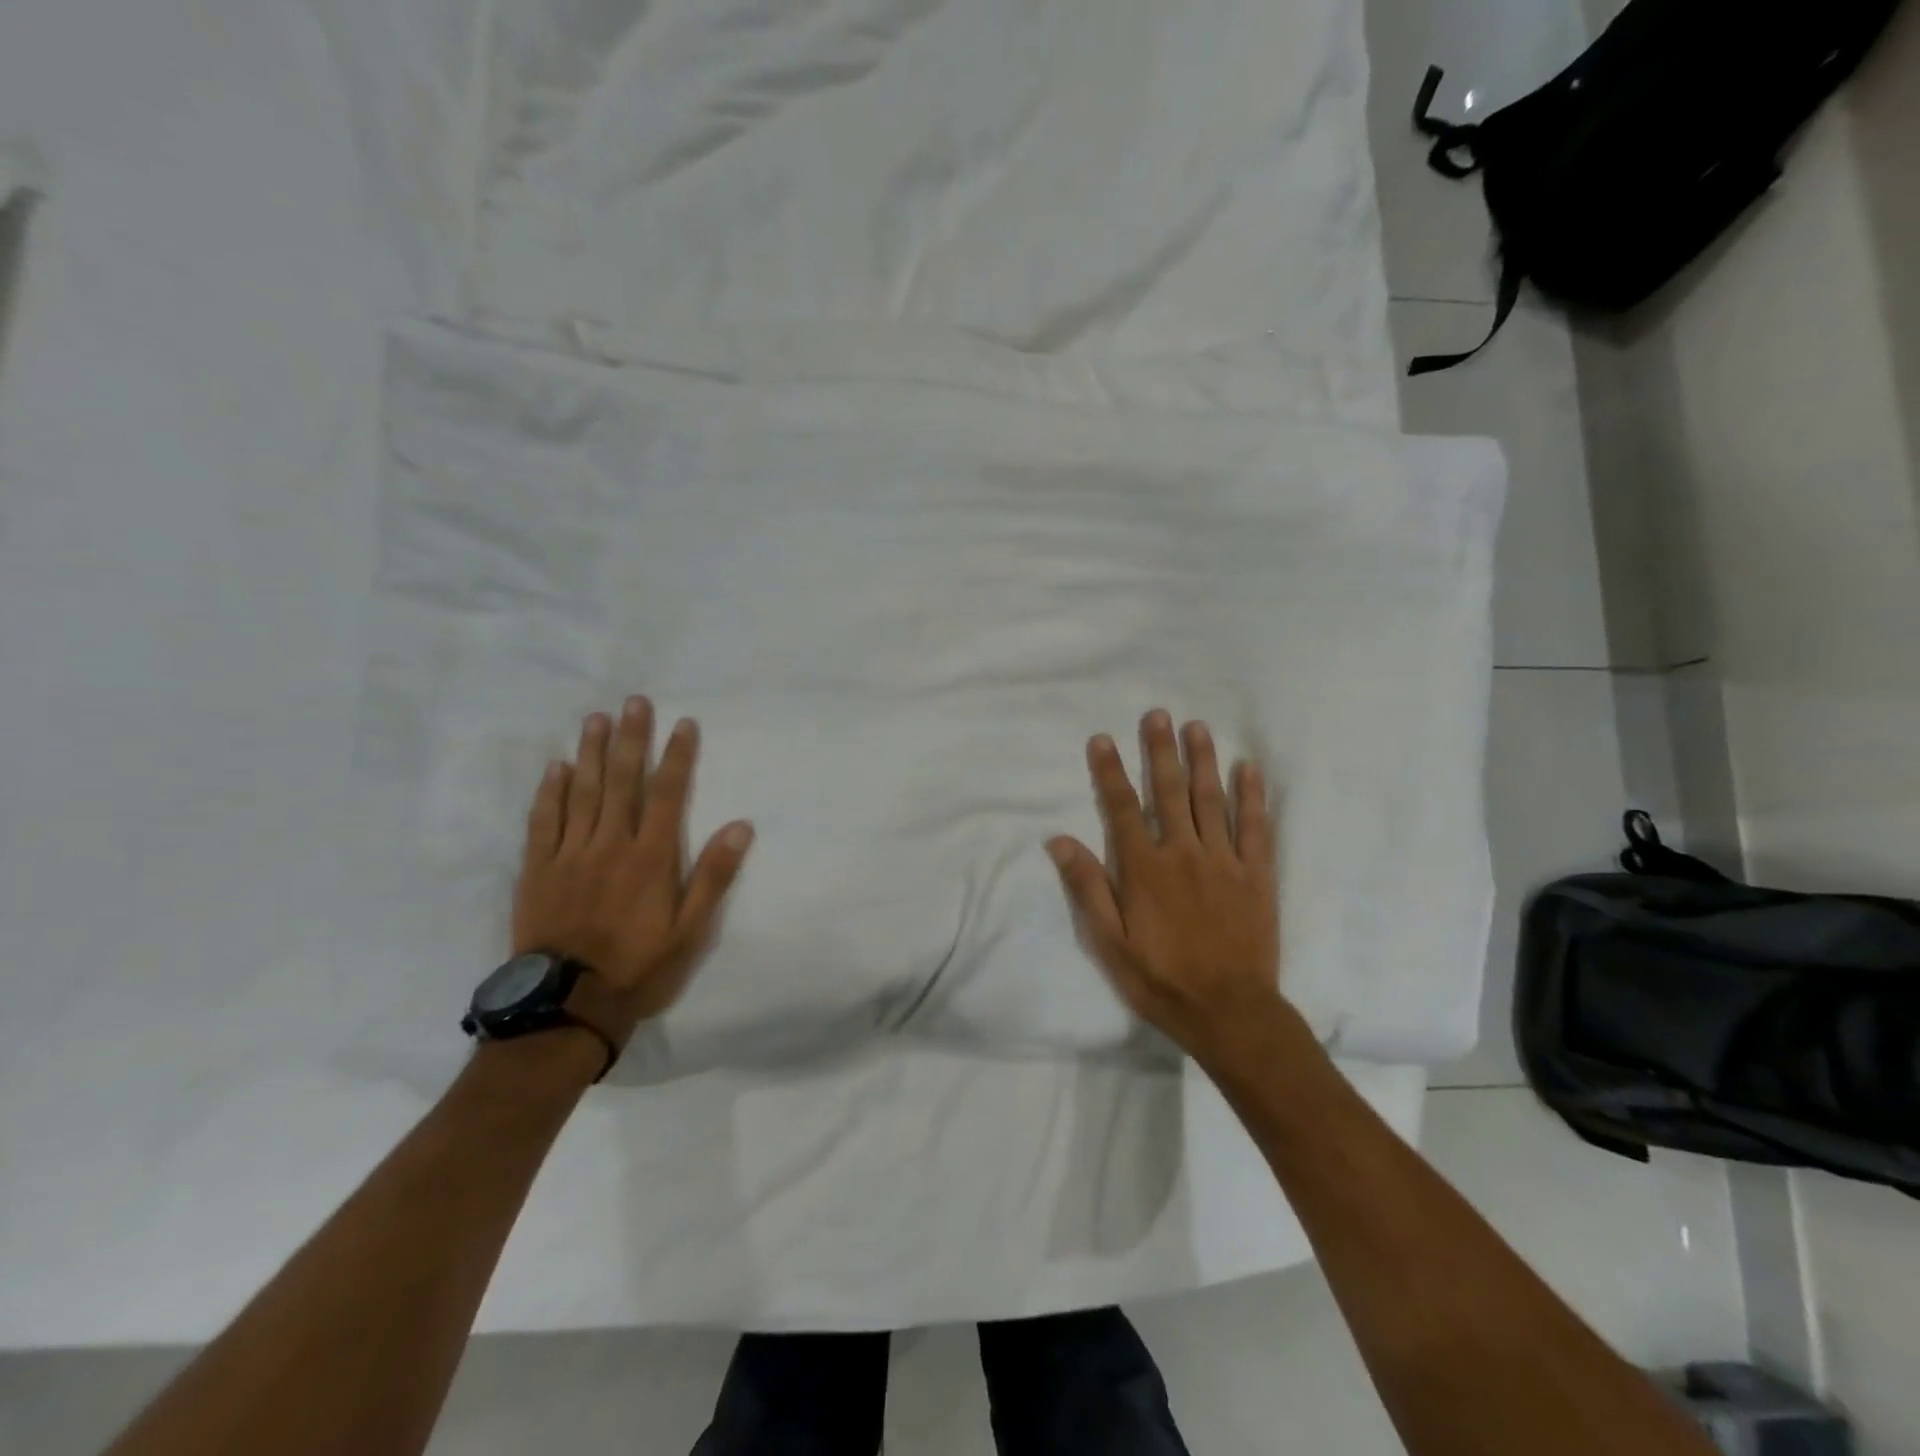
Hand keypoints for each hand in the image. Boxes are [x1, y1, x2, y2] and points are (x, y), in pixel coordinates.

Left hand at [513, 697, 752, 1044]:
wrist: (568, 1004)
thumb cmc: (639, 966)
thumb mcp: (691, 930)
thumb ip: (714, 876)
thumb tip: (741, 826)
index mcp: (651, 857)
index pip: (667, 794)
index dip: (677, 757)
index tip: (683, 724)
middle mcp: (610, 844)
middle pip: (623, 781)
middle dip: (632, 739)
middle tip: (635, 701)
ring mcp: (570, 854)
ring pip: (582, 792)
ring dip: (592, 752)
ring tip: (597, 718)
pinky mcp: (539, 869)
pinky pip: (544, 821)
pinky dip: (551, 791)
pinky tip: (557, 767)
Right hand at [1046, 709, 1283, 1066]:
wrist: (1230, 1012)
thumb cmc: (1160, 979)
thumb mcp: (1108, 943)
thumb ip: (1087, 888)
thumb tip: (1059, 840)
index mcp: (1143, 869)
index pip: (1121, 808)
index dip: (1110, 772)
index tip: (1102, 739)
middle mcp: (1182, 853)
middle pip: (1168, 792)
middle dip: (1160, 750)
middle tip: (1157, 714)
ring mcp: (1223, 861)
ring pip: (1210, 799)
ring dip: (1202, 760)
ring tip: (1196, 727)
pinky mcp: (1257, 875)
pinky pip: (1255, 827)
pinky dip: (1251, 796)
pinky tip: (1248, 769)